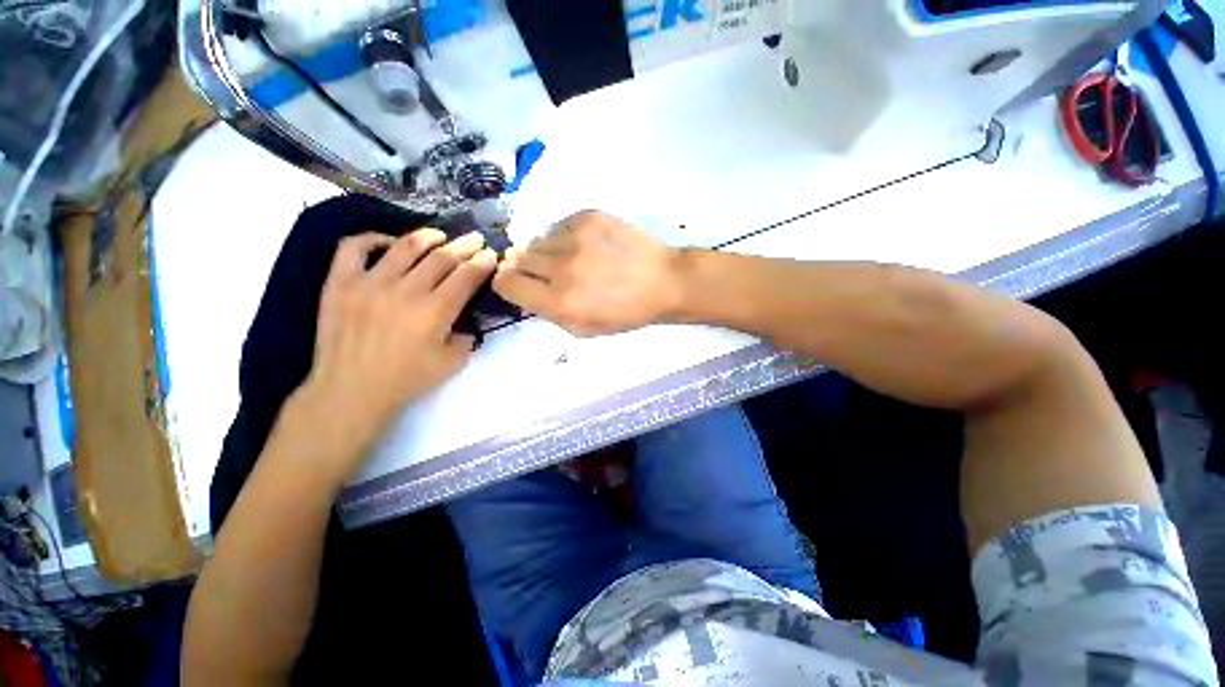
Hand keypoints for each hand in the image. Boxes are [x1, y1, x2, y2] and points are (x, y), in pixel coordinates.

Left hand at [283, 229, 496, 484]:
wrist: (350, 390)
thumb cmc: (406, 380)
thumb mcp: (452, 364)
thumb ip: (466, 338)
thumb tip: (464, 322)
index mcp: (435, 311)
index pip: (465, 276)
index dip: (482, 263)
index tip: (490, 255)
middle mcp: (405, 290)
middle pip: (442, 257)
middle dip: (465, 246)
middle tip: (476, 239)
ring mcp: (369, 282)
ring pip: (404, 247)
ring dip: (428, 237)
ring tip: (440, 235)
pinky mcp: (340, 282)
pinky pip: (353, 248)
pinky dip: (372, 239)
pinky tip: (388, 243)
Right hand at [493, 211, 681, 335]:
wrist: (663, 281)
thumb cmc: (626, 313)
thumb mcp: (584, 329)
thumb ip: (549, 313)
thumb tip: (524, 289)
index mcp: (560, 302)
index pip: (506, 284)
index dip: (506, 283)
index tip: (515, 282)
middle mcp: (561, 268)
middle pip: (518, 259)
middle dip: (526, 268)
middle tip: (549, 273)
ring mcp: (574, 237)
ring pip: (537, 241)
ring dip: (547, 253)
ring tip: (572, 260)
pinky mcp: (588, 216)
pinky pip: (558, 226)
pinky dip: (565, 237)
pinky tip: (587, 246)